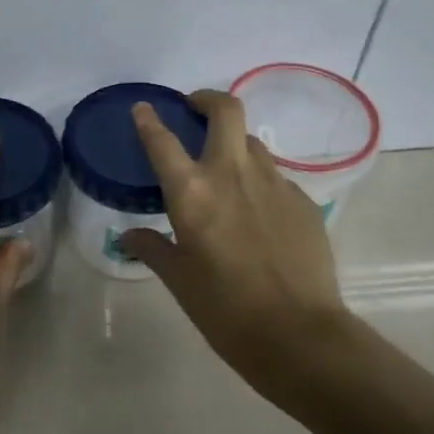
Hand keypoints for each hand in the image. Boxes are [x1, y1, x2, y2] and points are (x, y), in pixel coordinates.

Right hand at [122, 90, 350, 392]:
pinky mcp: (304, 201)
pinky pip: (276, 177)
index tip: (143, 108)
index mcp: (193, 192)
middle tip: (195, 110)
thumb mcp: (179, 280)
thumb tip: (129, 236)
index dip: (149, 120)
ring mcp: (275, 184)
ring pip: (253, 143)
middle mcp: (233, 174)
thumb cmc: (225, 309)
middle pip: (226, 111)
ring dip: (234, 144)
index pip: (163, 141)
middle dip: (207, 100)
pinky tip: (256, 214)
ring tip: (225, 171)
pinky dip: (259, 182)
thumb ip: (153, 249)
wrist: (299, 334)